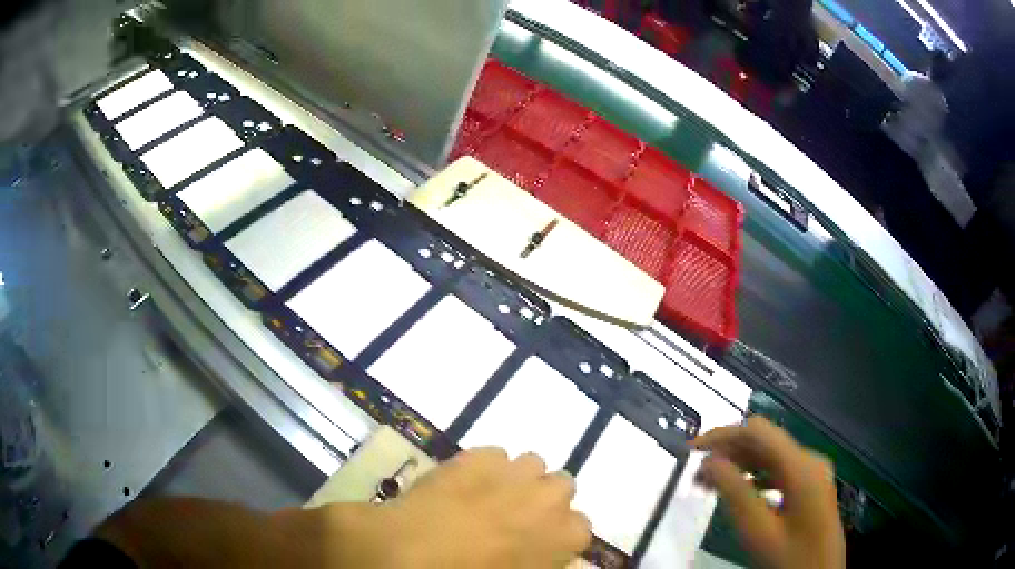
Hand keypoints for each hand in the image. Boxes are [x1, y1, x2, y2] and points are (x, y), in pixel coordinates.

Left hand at [380, 447, 591, 567]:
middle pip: (561, 486)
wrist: (416, 551)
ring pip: (530, 464)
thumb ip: (545, 562)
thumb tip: (544, 554)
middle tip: (513, 517)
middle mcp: (551, 496)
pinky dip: (484, 467)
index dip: (556, 533)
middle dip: (542, 498)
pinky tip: (462, 484)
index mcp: (566, 533)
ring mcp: (515, 470)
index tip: (537, 542)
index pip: (580, 527)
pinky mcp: (480, 454)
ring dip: (517, 478)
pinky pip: (494, 455)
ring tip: (488, 495)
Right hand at [692, 416, 844, 568]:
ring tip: (709, 485)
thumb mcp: (758, 530)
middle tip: (695, 475)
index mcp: (802, 466)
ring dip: (739, 465)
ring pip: (770, 456)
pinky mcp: (811, 485)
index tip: (691, 452)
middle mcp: (810, 460)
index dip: (722, 435)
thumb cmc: (790, 558)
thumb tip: (709, 462)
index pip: (758, 431)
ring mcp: (813, 472)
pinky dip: (754, 476)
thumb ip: (734, 493)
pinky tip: (738, 492)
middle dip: (727, 453)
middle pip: (764, 442)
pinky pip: (778, 471)